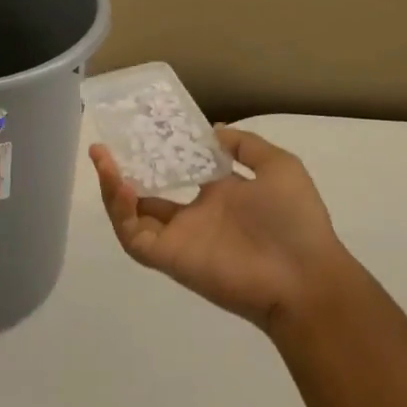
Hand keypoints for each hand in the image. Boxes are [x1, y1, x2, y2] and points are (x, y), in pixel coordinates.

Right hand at [91, 127, 358, 334]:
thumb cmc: (295, 221)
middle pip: (145, 195)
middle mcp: (194, 217)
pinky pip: (135, 238)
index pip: (177, 173)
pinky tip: (121, 185)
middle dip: (121, 173)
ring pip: (132, 216)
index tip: (140, 130)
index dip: (156, 154)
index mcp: (218, 197)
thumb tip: (213, 131)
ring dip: (113, 189)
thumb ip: (246, 146)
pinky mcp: (169, 258)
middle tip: (104, 148)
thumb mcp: (279, 167)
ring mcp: (179, 239)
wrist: (304, 277)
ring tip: (102, 159)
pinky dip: (121, 214)